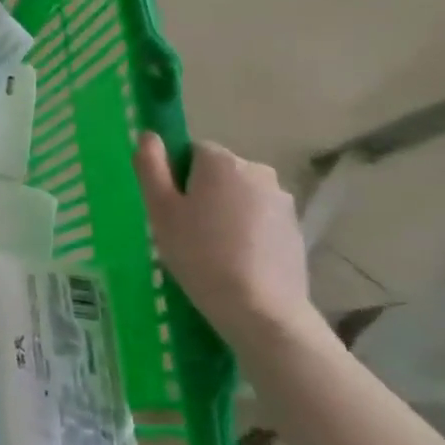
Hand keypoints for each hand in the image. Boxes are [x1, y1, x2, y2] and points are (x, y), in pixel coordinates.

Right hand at [134, 134, 320, 352]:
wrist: (260, 309)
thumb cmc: (199, 254)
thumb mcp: (160, 210)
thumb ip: (151, 167)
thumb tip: (148, 134)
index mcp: (221, 162)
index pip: (191, 152)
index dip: (177, 178)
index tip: (172, 210)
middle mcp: (258, 171)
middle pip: (218, 172)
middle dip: (203, 193)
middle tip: (187, 231)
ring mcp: (282, 200)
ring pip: (240, 196)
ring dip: (226, 212)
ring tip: (214, 250)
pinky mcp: (296, 228)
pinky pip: (260, 218)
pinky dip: (247, 231)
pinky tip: (238, 260)